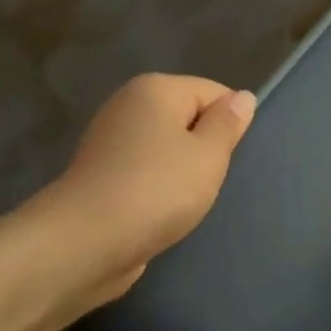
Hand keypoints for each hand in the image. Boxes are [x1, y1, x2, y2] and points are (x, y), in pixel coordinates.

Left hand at [49, 74, 255, 304]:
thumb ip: (227, 124)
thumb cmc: (157, 190)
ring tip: (186, 200)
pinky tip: (163, 210)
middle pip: (187, 118)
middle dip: (206, 148)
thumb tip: (242, 97)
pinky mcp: (102, 175)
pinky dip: (159, 188)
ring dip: (183, 172)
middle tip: (211, 181)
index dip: (230, 124)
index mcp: (155, 89)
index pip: (213, 92)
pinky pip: (146, 171)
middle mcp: (128, 105)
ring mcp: (110, 140)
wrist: (88, 241)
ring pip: (167, 148)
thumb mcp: (208, 155)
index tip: (231, 159)